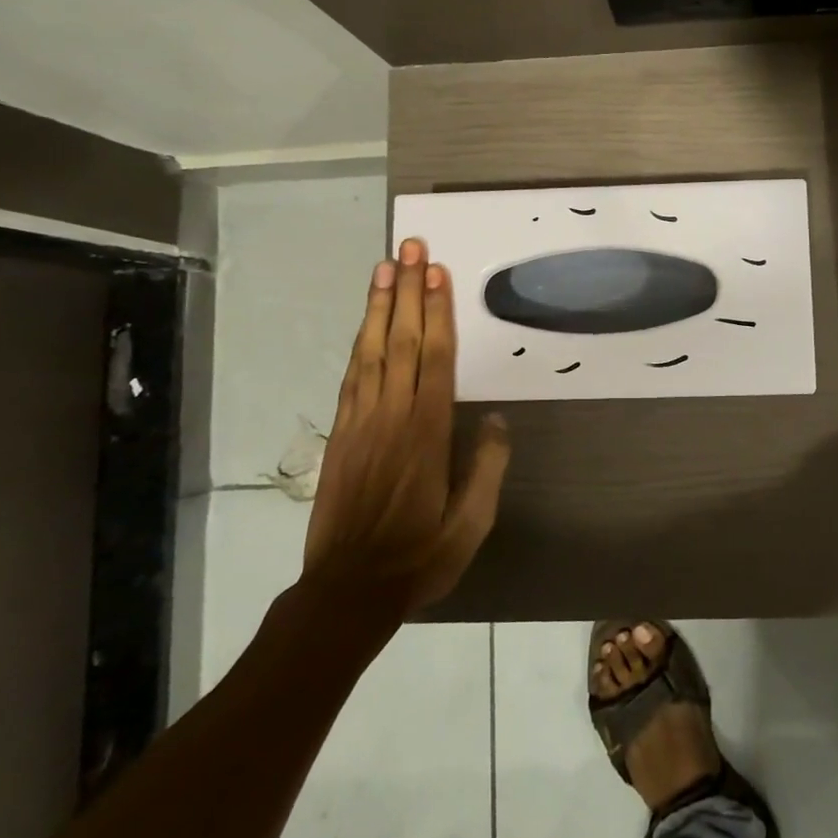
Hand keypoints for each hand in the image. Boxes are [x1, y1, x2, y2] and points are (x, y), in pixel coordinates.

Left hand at [302, 237, 510, 616]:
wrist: (348, 590)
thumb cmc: (419, 555)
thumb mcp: (471, 523)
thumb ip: (487, 466)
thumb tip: (495, 418)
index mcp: (427, 432)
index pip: (434, 357)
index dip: (436, 311)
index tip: (436, 272)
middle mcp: (392, 416)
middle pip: (401, 341)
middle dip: (408, 291)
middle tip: (411, 247)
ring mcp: (361, 422)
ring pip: (371, 351)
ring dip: (379, 306)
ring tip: (385, 267)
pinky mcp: (341, 435)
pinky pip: (352, 376)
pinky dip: (360, 342)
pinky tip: (366, 324)